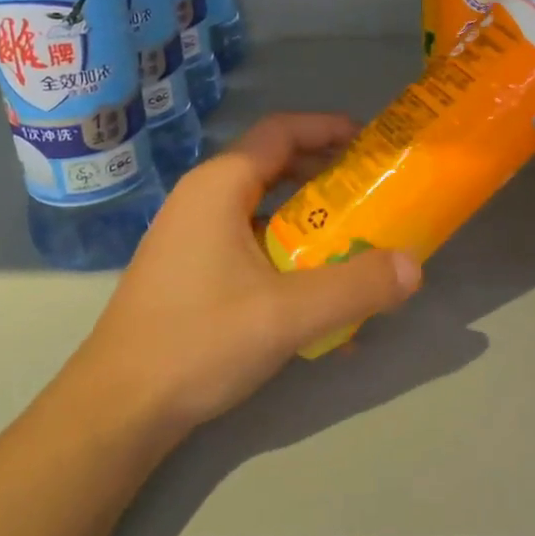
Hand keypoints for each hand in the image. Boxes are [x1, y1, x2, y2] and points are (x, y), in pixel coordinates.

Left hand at [65, 113, 421, 436]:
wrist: (118, 407)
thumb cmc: (199, 341)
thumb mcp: (288, 314)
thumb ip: (357, 287)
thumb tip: (415, 266)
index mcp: (220, 186)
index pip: (281, 131)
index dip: (328, 127)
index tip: (371, 143)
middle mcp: (202, 198)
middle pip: (274, 166)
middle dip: (326, 175)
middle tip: (372, 193)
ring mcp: (191, 235)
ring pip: (262, 208)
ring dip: (309, 218)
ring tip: (354, 240)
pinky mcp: (189, 269)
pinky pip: (248, 242)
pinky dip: (285, 250)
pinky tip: (315, 295)